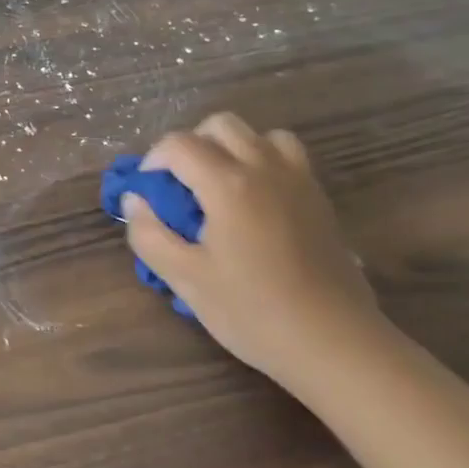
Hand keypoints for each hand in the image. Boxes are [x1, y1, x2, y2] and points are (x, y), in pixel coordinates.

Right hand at [122, 112, 381, 383]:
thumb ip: (149, 234)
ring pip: (259, 134)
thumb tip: (134, 200)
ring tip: (218, 186)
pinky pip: (286, 155)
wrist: (334, 342)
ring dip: (231, 148)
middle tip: (179, 186)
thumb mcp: (185, 279)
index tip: (147, 192)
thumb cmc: (252, 311)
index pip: (179, 144)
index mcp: (228, 184)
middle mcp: (265, 168)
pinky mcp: (319, 199)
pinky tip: (253, 202)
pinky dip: (262, 161)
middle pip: (221, 125)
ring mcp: (298, 180)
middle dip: (191, 145)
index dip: (153, 161)